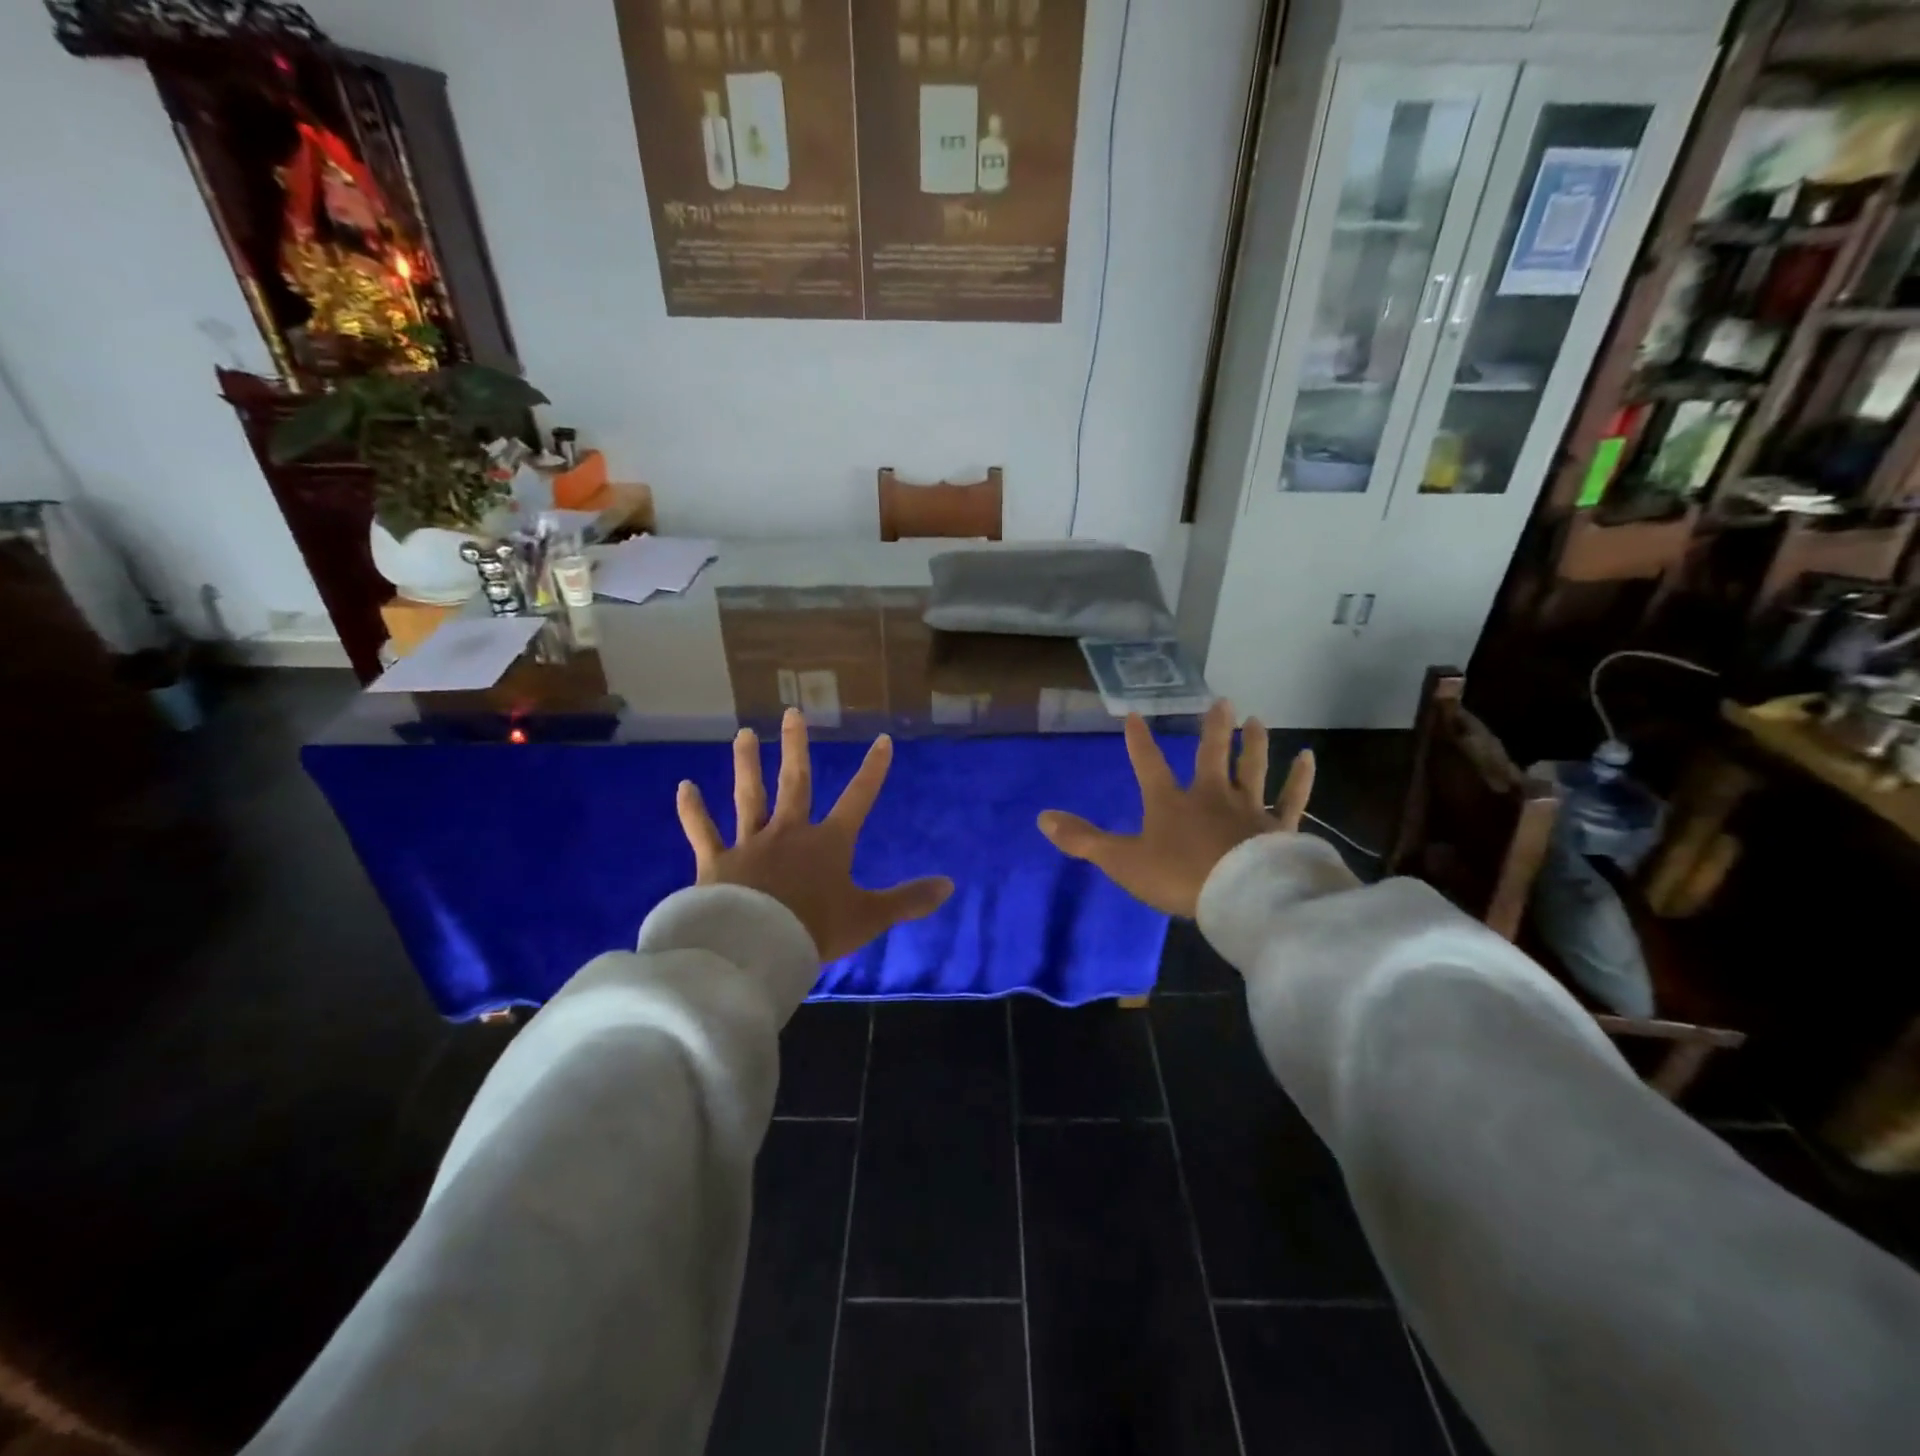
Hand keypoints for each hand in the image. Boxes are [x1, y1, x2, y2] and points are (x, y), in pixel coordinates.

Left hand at [676, 708, 954, 961]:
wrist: (756, 948)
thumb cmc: (815, 930)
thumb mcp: (869, 917)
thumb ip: (908, 900)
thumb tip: (950, 885)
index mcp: (828, 843)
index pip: (858, 799)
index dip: (873, 770)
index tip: (882, 740)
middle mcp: (789, 832)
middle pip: (795, 782)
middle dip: (796, 747)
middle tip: (792, 713)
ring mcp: (750, 843)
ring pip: (749, 796)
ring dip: (747, 764)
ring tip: (744, 734)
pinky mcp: (717, 861)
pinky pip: (703, 831)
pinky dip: (693, 810)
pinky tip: (684, 787)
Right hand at [1037, 701, 1313, 916]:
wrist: (1238, 897)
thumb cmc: (1178, 877)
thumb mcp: (1122, 861)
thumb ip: (1083, 840)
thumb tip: (1042, 817)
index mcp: (1170, 802)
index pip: (1148, 764)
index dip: (1139, 741)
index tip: (1135, 714)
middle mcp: (1211, 795)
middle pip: (1212, 755)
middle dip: (1213, 729)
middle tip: (1221, 701)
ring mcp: (1248, 809)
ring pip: (1253, 767)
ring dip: (1254, 742)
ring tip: (1256, 718)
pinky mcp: (1278, 827)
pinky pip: (1291, 797)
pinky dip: (1300, 777)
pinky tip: (1307, 757)